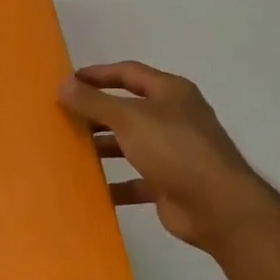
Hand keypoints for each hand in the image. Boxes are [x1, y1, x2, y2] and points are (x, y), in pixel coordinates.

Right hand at [59, 62, 279, 250]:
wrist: (218, 206)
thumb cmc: (174, 149)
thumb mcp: (129, 119)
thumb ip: (94, 101)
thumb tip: (63, 84)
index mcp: (170, 93)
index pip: (128, 73)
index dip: (97, 74)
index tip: (67, 82)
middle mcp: (173, 117)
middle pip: (127, 109)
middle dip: (95, 113)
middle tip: (62, 117)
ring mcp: (173, 152)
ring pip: (129, 144)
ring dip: (102, 147)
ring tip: (69, 150)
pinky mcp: (169, 183)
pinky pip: (135, 180)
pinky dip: (114, 183)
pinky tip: (90, 188)